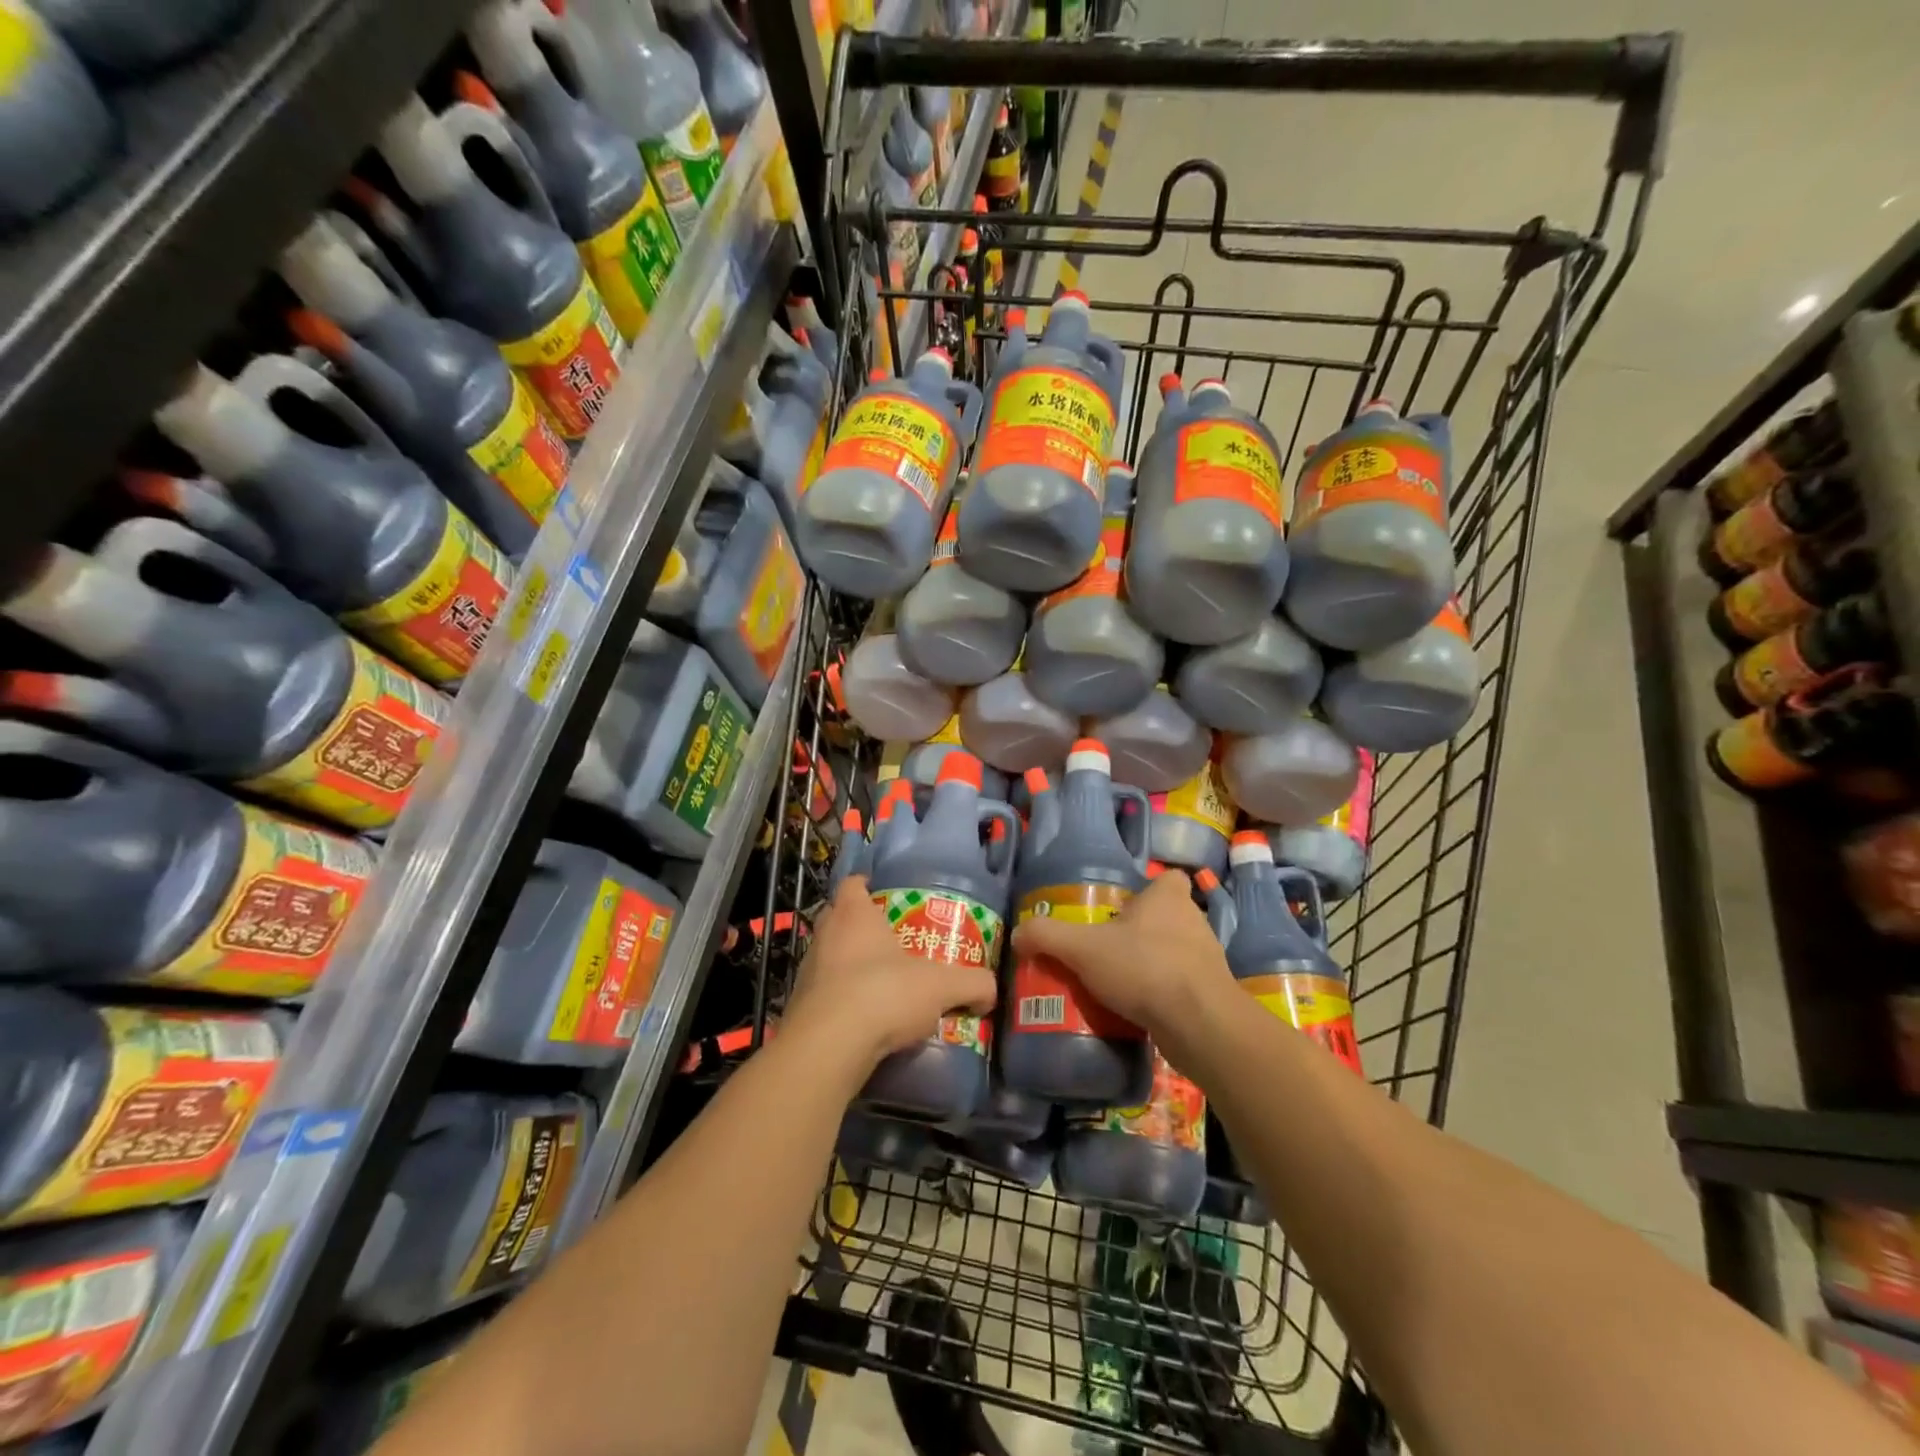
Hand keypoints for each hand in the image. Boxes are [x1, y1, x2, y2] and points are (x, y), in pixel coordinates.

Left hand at [783, 876, 997, 1070]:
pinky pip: (823, 995)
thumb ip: (972, 984)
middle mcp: (824, 935)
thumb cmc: (883, 993)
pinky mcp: (799, 1008)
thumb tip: (990, 991)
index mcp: (854, 915)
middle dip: (859, 927)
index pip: (852, 885)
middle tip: (888, 941)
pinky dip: (839, 1001)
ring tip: (878, 984)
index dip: (865, 887)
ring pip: (828, 958)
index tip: (881, 894)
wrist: (828, 1047)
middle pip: (838, 919)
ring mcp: (807, 972)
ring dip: (848, 967)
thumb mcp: (941, 986)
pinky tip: (862, 1020)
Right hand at [1010, 870, 1234, 1052]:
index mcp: (1169, 897)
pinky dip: (1164, 994)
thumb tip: (1018, 933)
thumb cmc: (1143, 967)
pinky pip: (1182, 985)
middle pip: (1166, 916)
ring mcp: (1208, 958)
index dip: (1147, 890)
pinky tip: (1139, 1009)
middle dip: (1141, 931)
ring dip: (1152, 964)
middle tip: (1109, 949)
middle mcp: (1194, 920)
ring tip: (1120, 983)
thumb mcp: (1082, 949)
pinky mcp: (1213, 993)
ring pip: (1175, 952)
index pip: (1167, 879)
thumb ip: (1047, 936)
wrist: (1200, 1024)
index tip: (1121, 910)